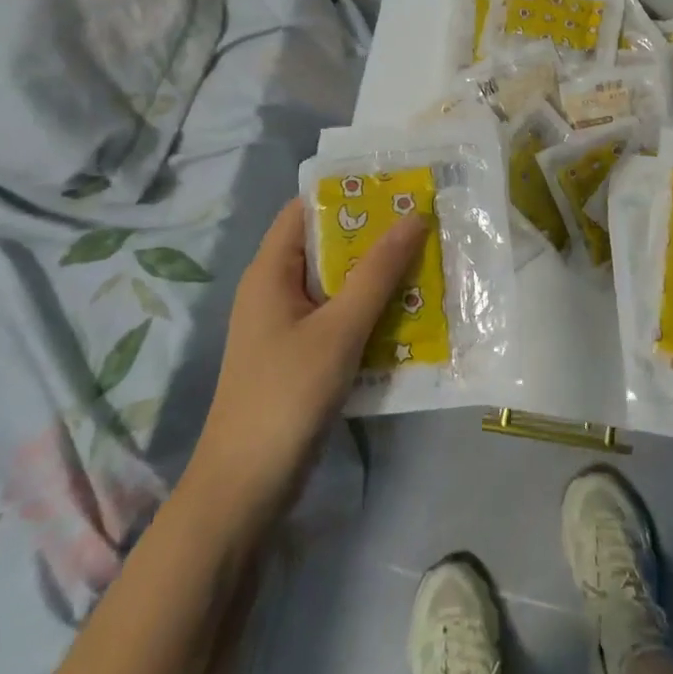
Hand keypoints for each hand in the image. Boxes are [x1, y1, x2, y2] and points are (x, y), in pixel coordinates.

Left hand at [188, 198, 426, 516]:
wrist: (244, 490)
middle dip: (374, 234)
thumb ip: (377, 272)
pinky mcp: (300, 355)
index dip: (349, 192)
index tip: (397, 184)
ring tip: (427, 259)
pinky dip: (369, 309)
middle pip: (327, 245)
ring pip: (337, 284)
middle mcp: (275, 289)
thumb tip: (414, 216)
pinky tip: (409, 312)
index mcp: (271, 271)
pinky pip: (339, 317)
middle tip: (425, 221)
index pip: (307, 209)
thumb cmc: (286, 395)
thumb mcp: (339, 329)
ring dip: (377, 274)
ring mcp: (287, 325)